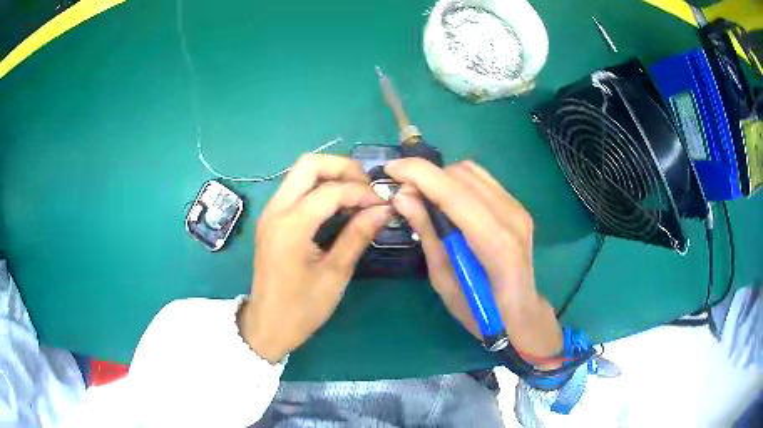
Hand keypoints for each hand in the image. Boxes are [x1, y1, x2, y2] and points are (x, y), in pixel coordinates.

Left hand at [238, 154, 391, 362]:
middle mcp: (276, 210)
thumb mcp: (335, 274)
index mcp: (291, 226)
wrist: (267, 325)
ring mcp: (270, 212)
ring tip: (356, 194)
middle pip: (309, 164)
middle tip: (366, 187)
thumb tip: (383, 210)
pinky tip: (337, 205)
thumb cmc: (301, 308)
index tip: (383, 204)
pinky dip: (318, 187)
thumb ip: (357, 236)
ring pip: (300, 173)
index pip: (331, 191)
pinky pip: (295, 188)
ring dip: (330, 175)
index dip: (361, 192)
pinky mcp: (271, 219)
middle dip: (342, 168)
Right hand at [385, 159, 562, 361]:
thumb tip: (403, 197)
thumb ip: (427, 233)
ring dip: (442, 178)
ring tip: (425, 199)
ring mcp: (517, 208)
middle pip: (461, 174)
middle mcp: (510, 215)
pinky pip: (481, 180)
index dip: (419, 173)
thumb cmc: (479, 310)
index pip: (453, 191)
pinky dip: (458, 184)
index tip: (390, 169)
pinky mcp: (517, 207)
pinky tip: (449, 203)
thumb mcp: (444, 279)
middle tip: (406, 196)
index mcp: (495, 241)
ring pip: (472, 171)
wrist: (519, 314)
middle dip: (427, 177)